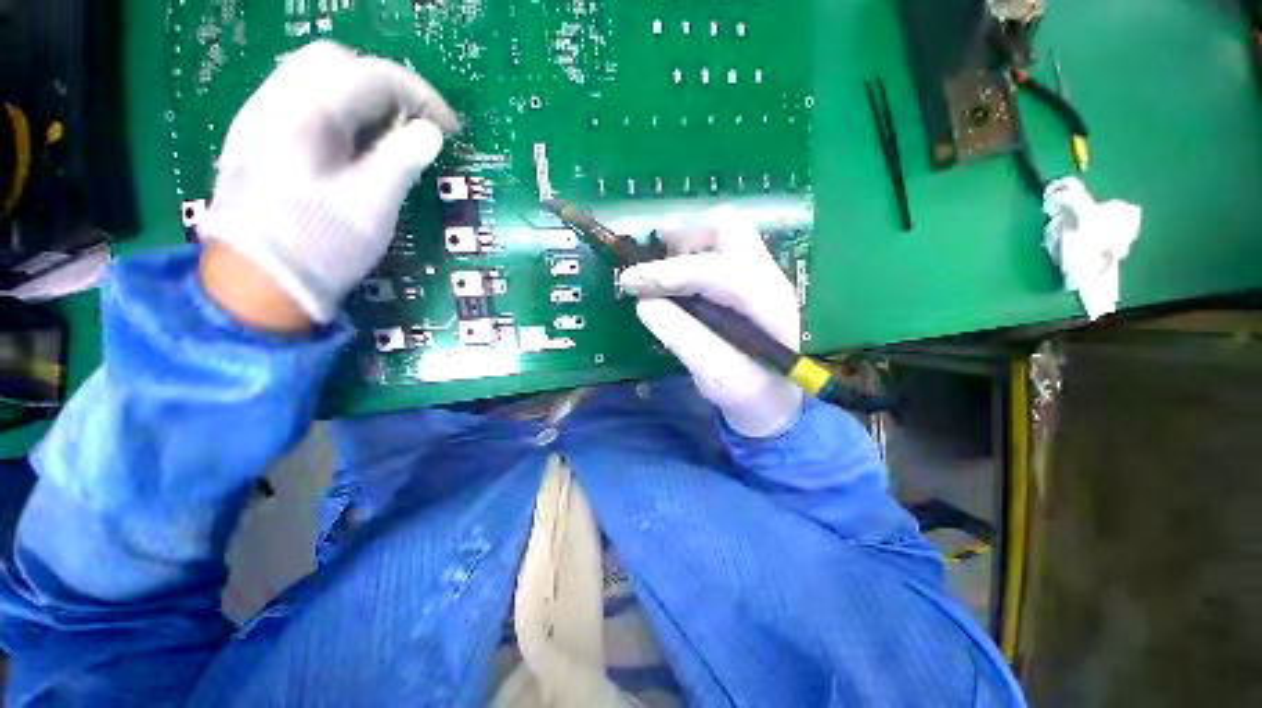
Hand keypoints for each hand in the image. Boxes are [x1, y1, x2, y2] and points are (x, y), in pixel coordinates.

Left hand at [199, 40, 457, 325]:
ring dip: (360, 96)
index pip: (372, 76)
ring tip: (388, 134)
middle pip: (337, 61)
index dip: (420, 95)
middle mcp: (275, 101)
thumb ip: (402, 160)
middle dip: (385, 86)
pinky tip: (353, 143)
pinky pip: (301, 101)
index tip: (451, 128)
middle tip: (414, 125)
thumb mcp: (372, 205)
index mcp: (305, 114)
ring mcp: (260, 118)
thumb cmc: (319, 246)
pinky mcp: (257, 138)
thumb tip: (431, 133)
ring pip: (315, 77)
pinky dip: (337, 111)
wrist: (256, 285)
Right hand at [618, 207, 803, 437]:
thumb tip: (644, 302)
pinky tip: (673, 274)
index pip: (715, 271)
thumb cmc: (750, 393)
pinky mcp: (749, 279)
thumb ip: (681, 337)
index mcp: (767, 304)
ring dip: (685, 243)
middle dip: (681, 239)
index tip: (630, 281)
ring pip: (723, 232)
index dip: (668, 273)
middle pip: (727, 229)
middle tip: (649, 262)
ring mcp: (762, 274)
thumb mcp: (714, 375)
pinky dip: (690, 253)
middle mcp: (769, 278)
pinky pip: (719, 248)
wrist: (778, 398)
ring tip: (657, 266)